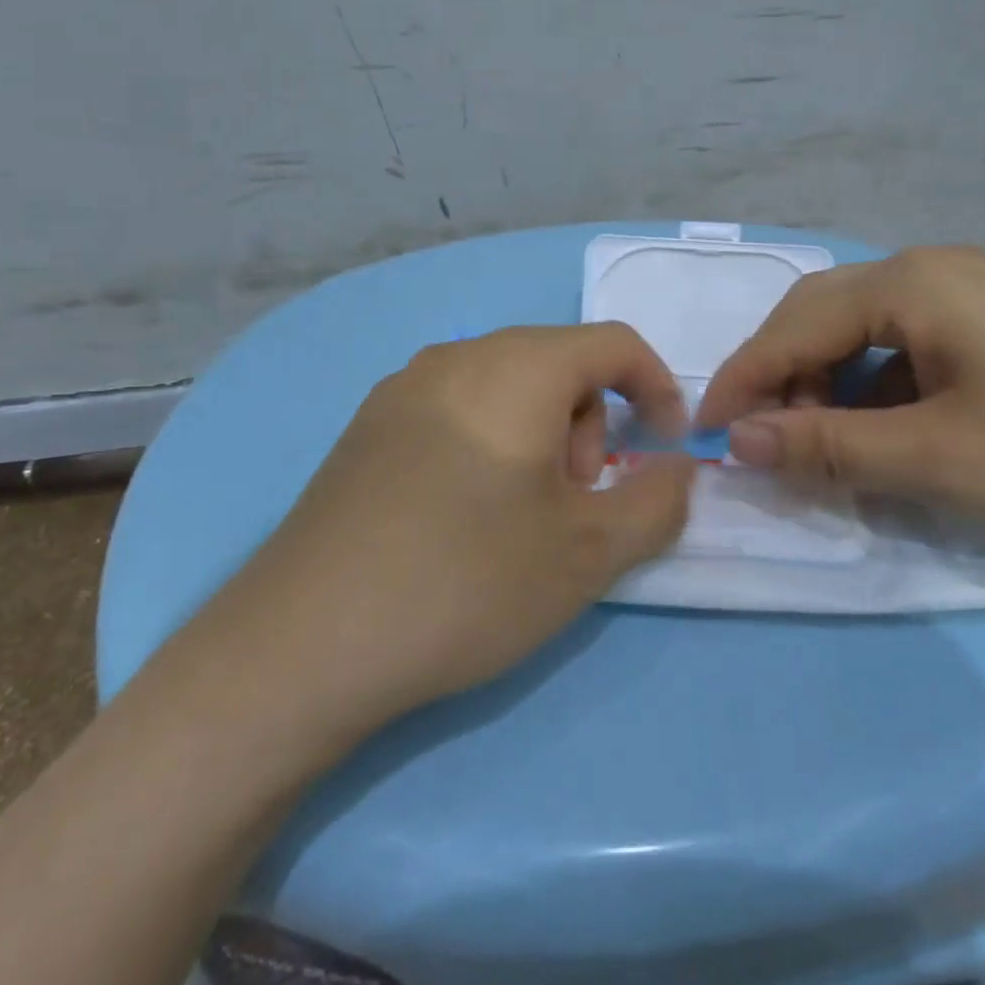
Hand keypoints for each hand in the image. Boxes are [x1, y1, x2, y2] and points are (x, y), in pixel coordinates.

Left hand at [211, 324, 695, 740]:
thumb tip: (680, 468)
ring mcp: (403, 387)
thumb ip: (657, 501)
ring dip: (540, 437)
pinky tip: (461, 516)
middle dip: (590, 425)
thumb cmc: (467, 581)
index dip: (657, 388)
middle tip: (574, 503)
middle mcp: (459, 356)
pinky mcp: (368, 426)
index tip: (665, 448)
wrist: (305, 641)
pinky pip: (456, 408)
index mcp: (518, 367)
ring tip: (519, 517)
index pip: (614, 343)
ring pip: (506, 386)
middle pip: (558, 364)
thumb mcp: (588, 552)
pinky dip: (488, 443)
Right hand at [695, 246, 984, 534]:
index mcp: (909, 283)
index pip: (791, 328)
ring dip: (825, 385)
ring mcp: (965, 291)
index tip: (704, 438)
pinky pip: (901, 345)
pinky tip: (883, 430)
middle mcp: (928, 269)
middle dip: (779, 379)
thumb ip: (826, 446)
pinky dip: (871, 387)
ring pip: (858, 331)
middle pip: (818, 317)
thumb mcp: (937, 458)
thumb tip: (738, 442)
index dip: (741, 383)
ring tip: (822, 445)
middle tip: (761, 444)